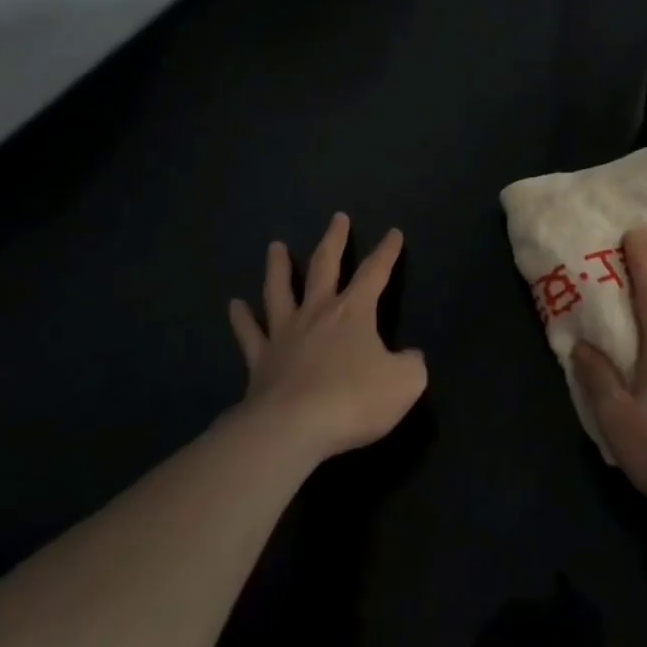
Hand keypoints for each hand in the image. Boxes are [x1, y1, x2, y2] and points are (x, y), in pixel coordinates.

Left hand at [228, 213, 426, 462]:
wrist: (292, 428)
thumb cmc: (352, 400)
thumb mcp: (404, 383)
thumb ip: (411, 365)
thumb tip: (410, 358)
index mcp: (353, 312)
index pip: (375, 273)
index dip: (387, 252)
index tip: (393, 232)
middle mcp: (317, 312)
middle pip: (324, 266)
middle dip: (334, 240)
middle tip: (338, 218)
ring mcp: (284, 334)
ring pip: (280, 290)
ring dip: (279, 266)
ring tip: (275, 246)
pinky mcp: (260, 361)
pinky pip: (250, 334)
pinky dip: (242, 319)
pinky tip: (235, 305)